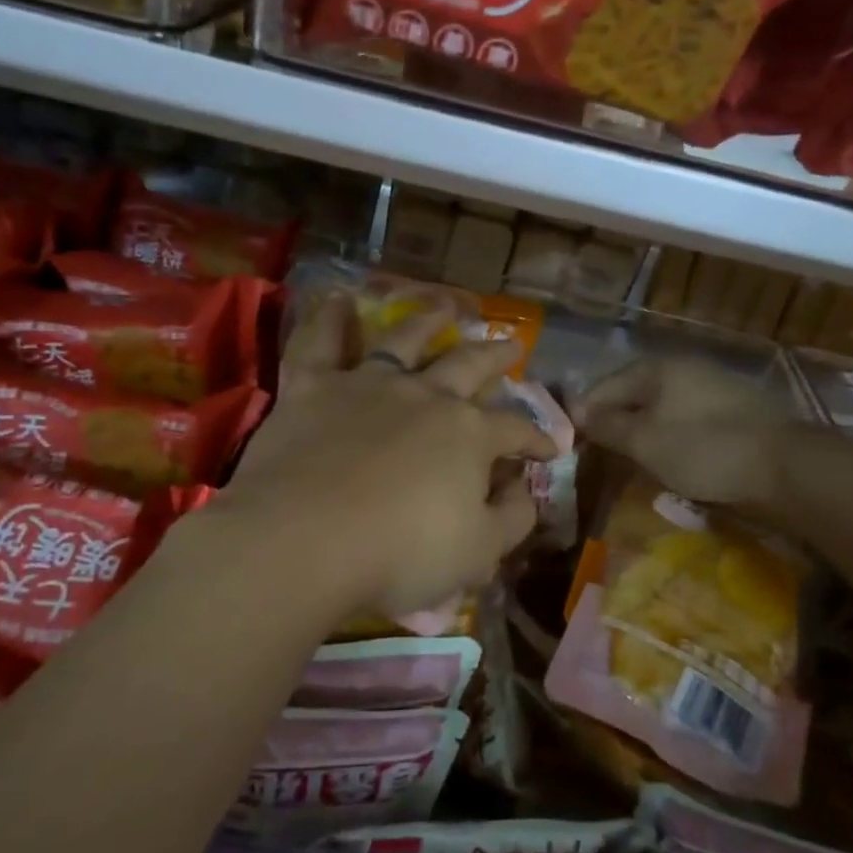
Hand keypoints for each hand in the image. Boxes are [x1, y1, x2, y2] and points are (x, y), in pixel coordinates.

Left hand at [215, 293, 557, 620]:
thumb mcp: (479, 553)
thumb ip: (512, 519)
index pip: (514, 430)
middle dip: (494, 356)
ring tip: (444, 308)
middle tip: (510, 343)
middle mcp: (424, 396)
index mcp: (468, 434)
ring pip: (403, 341)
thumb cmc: (400, 554)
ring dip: (427, 322)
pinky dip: (328, 319)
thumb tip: (525, 490)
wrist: (304, 540)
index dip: (536, 439)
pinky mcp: (313, 388)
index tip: (549, 450)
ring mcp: (367, 385)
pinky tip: (334, 297)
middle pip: (468, 365)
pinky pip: (320, 344)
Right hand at [572, 358, 800, 510]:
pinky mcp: (735, 410)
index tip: (570, 441)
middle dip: (613, 420)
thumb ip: (607, 425)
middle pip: (634, 393)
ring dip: (643, 429)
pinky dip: (671, 435)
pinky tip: (670, 457)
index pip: (605, 386)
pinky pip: (687, 418)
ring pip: (662, 407)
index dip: (584, 412)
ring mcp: (713, 386)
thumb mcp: (645, 441)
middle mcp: (684, 367)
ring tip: (631, 458)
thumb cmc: (704, 449)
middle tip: (598, 452)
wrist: (786, 467)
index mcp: (657, 368)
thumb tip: (577, 412)